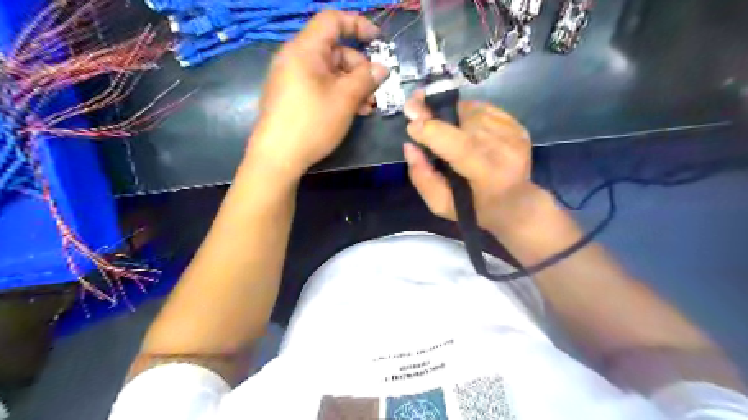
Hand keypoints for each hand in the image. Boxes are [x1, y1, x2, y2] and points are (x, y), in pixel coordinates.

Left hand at [248, 11, 391, 180]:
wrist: (277, 157)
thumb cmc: (312, 122)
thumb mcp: (345, 99)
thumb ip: (366, 78)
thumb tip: (381, 68)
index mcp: (305, 49)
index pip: (332, 21)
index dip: (358, 25)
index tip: (378, 41)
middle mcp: (295, 58)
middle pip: (334, 50)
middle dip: (359, 68)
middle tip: (374, 91)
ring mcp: (291, 79)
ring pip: (329, 72)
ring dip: (352, 85)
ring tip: (367, 107)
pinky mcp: (290, 97)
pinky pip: (318, 86)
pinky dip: (337, 94)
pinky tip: (351, 112)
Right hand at [406, 91, 546, 234]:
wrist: (516, 203)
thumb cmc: (474, 208)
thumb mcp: (441, 204)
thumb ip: (422, 177)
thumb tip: (410, 146)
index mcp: (488, 175)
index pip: (461, 147)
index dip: (433, 132)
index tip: (411, 125)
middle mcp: (505, 150)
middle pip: (465, 121)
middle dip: (435, 112)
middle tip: (415, 104)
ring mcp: (514, 134)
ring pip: (473, 111)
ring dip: (450, 113)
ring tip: (439, 121)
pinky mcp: (517, 125)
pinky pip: (484, 108)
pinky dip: (466, 112)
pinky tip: (460, 124)